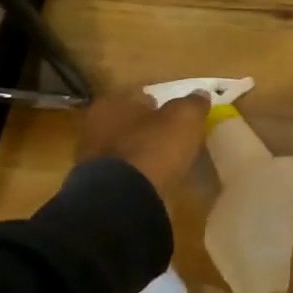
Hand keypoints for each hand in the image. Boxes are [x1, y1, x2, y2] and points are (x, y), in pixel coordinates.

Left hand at [74, 89, 210, 196]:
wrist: (124, 198)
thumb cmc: (153, 147)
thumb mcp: (184, 118)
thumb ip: (193, 103)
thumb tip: (201, 94)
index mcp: (112, 103)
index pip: (138, 96)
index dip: (159, 104)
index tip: (175, 115)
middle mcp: (94, 126)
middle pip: (129, 123)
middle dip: (147, 129)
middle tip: (172, 138)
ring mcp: (92, 158)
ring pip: (124, 149)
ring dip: (141, 153)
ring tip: (165, 162)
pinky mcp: (96, 186)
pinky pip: (123, 173)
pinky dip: (136, 175)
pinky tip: (153, 181)